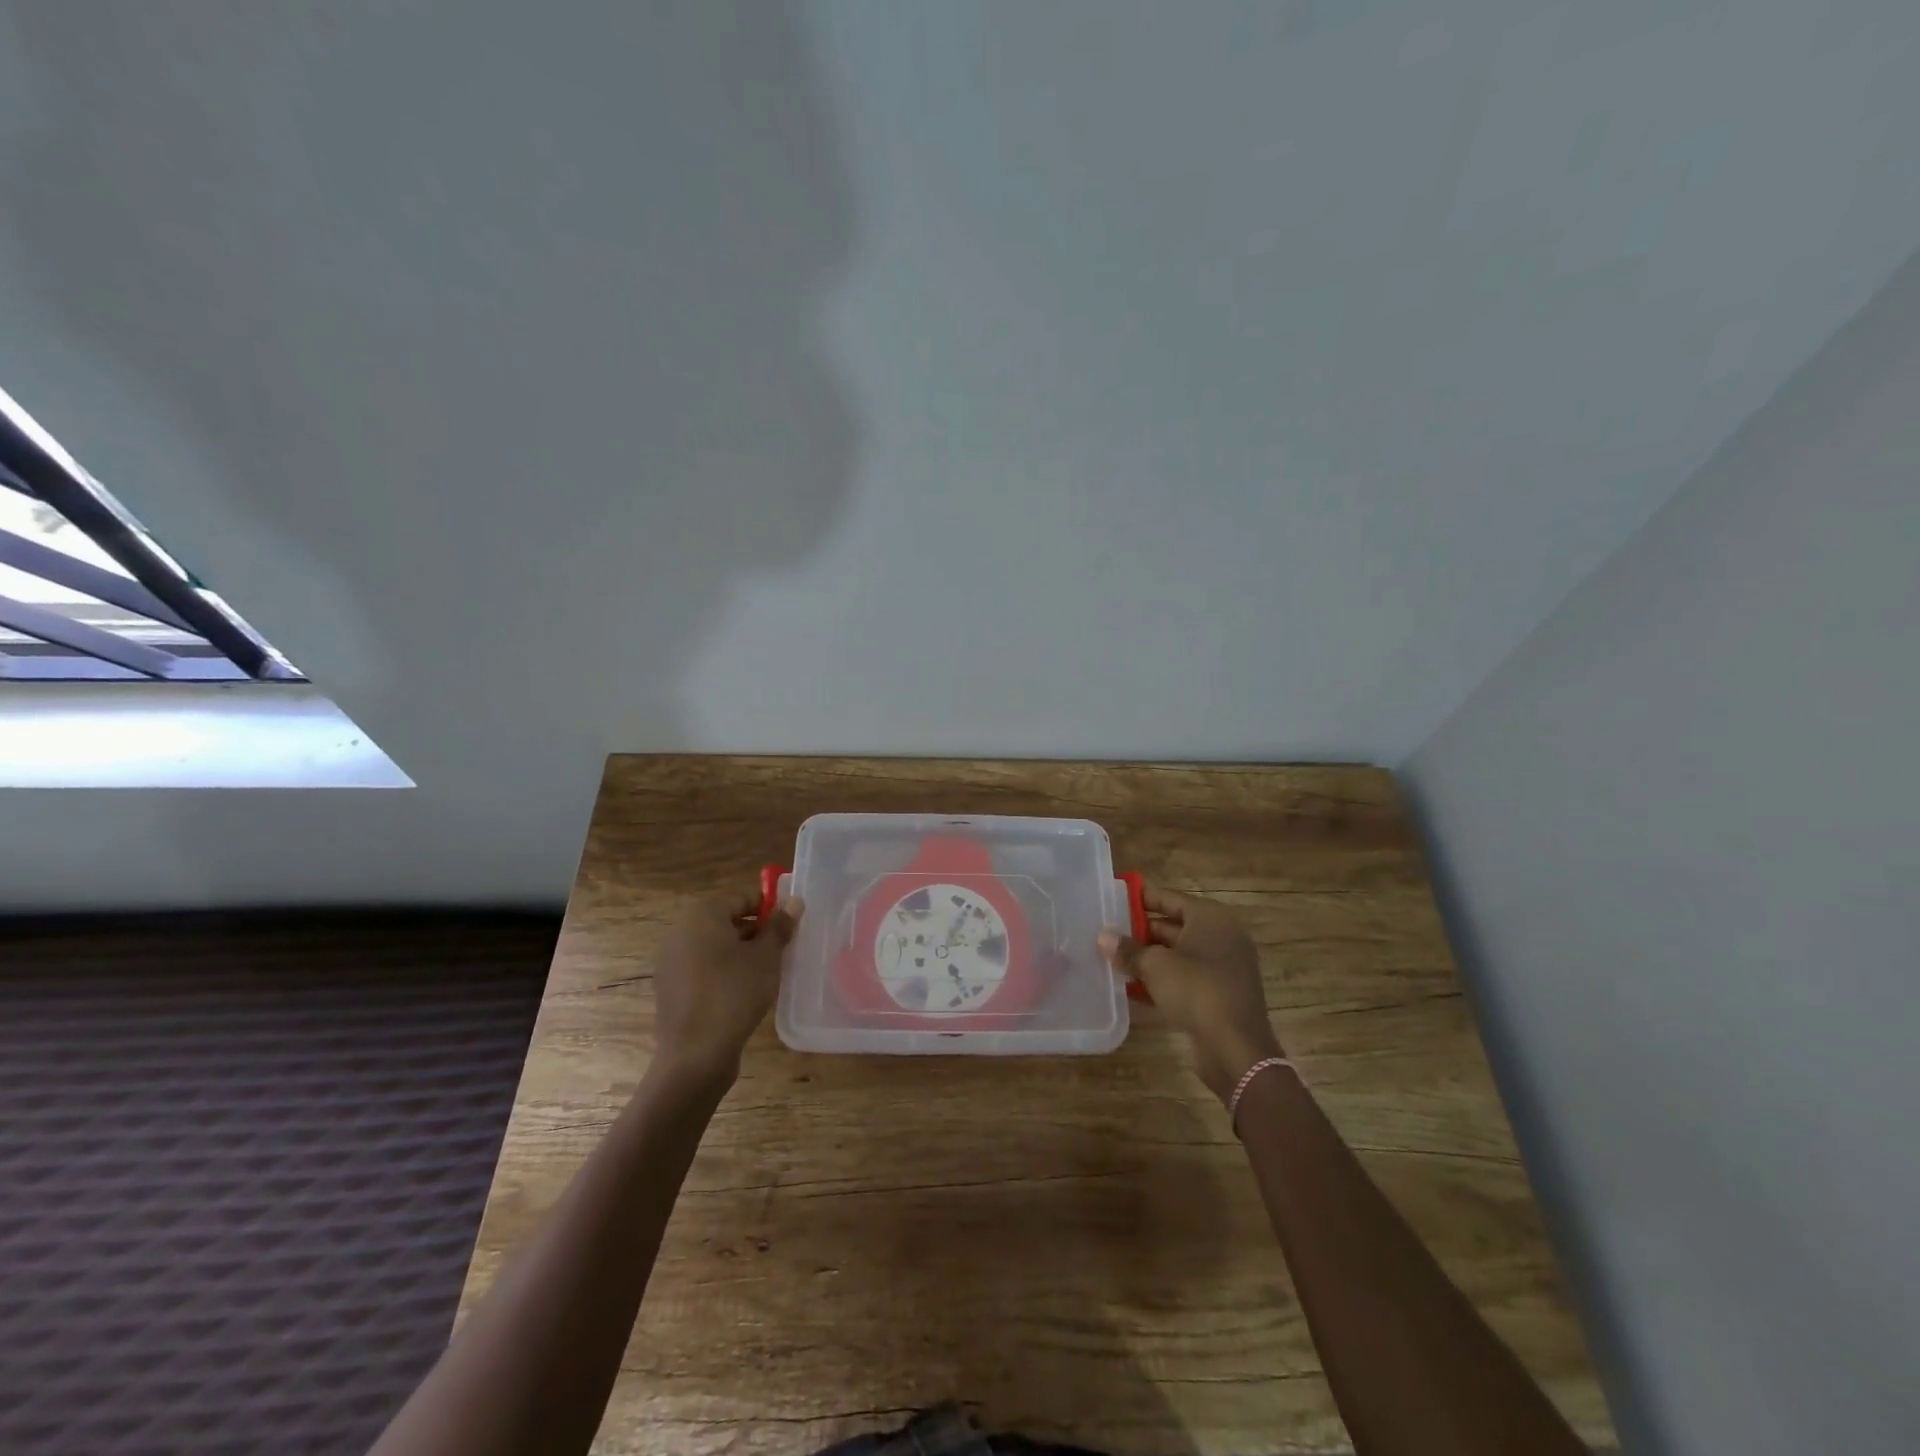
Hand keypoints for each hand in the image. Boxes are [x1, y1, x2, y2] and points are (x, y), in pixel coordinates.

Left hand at [652, 887, 802, 1085]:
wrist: (695, 1055)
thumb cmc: (734, 993)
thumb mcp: (766, 956)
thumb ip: (779, 926)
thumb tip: (794, 901)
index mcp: (702, 916)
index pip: (741, 897)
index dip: (769, 906)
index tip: (790, 922)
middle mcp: (681, 933)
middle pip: (726, 921)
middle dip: (756, 930)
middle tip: (783, 947)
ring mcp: (672, 964)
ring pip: (715, 947)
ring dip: (741, 952)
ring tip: (768, 971)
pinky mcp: (671, 991)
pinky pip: (704, 970)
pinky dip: (724, 973)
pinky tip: (745, 992)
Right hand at [1100, 884, 1280, 1103]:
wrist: (1236, 1050)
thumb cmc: (1197, 991)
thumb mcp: (1155, 966)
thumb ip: (1128, 950)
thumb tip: (1103, 937)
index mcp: (1210, 919)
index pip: (1170, 898)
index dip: (1141, 899)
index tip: (1113, 900)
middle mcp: (1220, 938)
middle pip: (1173, 927)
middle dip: (1140, 932)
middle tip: (1107, 934)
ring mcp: (1222, 969)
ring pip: (1177, 956)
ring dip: (1147, 960)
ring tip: (1112, 960)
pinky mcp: (1218, 997)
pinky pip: (1183, 981)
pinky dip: (1160, 983)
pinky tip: (1130, 991)